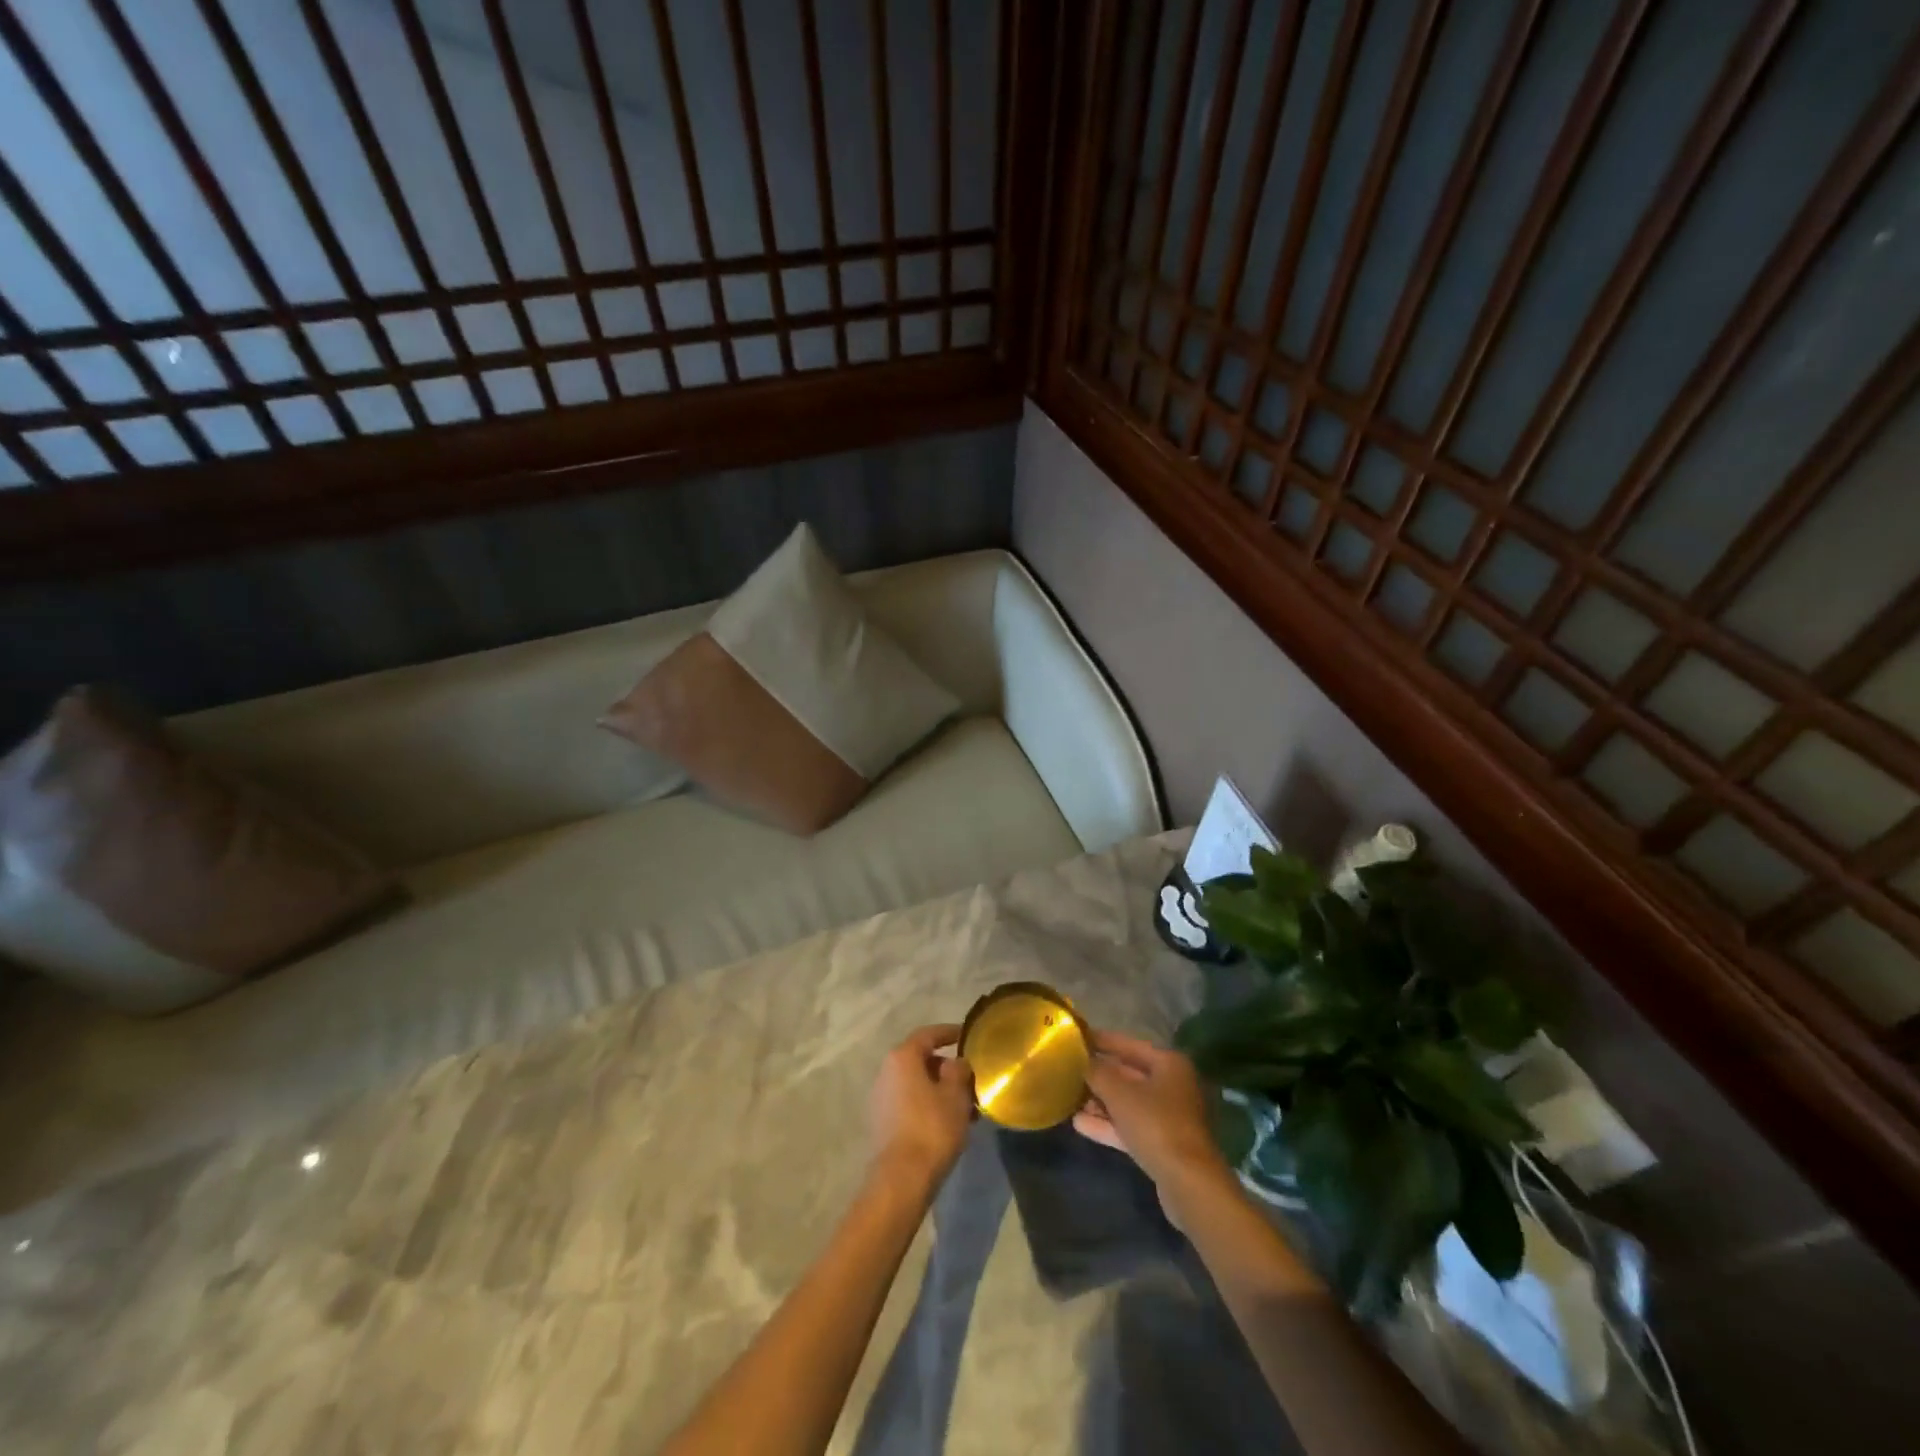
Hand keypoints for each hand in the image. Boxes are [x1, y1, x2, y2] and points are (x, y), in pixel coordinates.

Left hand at [868, 1025, 974, 1191]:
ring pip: (917, 1084)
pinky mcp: (882, 1122)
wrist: (901, 1179)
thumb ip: (959, 1070)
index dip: (949, 1032)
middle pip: (921, 1060)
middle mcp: (886, 1072)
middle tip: (970, 1079)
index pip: (928, 1035)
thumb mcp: (956, 1094)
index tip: (967, 1036)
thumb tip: (955, 1063)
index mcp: (902, 1057)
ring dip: (940, 1090)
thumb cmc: (932, 1127)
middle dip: (947, 1068)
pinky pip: (910, 1103)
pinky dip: (929, 1105)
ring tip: (966, 1106)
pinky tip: (949, 1123)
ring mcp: (881, 1098)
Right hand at [1073, 1030, 1228, 1194]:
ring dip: (1100, 1102)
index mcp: (1169, 1064)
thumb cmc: (1155, 1124)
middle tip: (1068, 1070)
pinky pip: (1131, 1126)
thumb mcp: (1119, 1093)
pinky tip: (1079, 1124)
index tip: (1076, 1038)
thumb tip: (1081, 1060)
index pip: (1129, 1044)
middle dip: (1099, 1075)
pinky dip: (1108, 1124)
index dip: (1102, 1041)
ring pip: (1129, 1103)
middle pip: (1129, 1074)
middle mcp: (1173, 1086)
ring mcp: (1170, 1117)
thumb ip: (1097, 1072)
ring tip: (1069, 1098)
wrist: (1189, 1184)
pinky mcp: (1164, 1144)